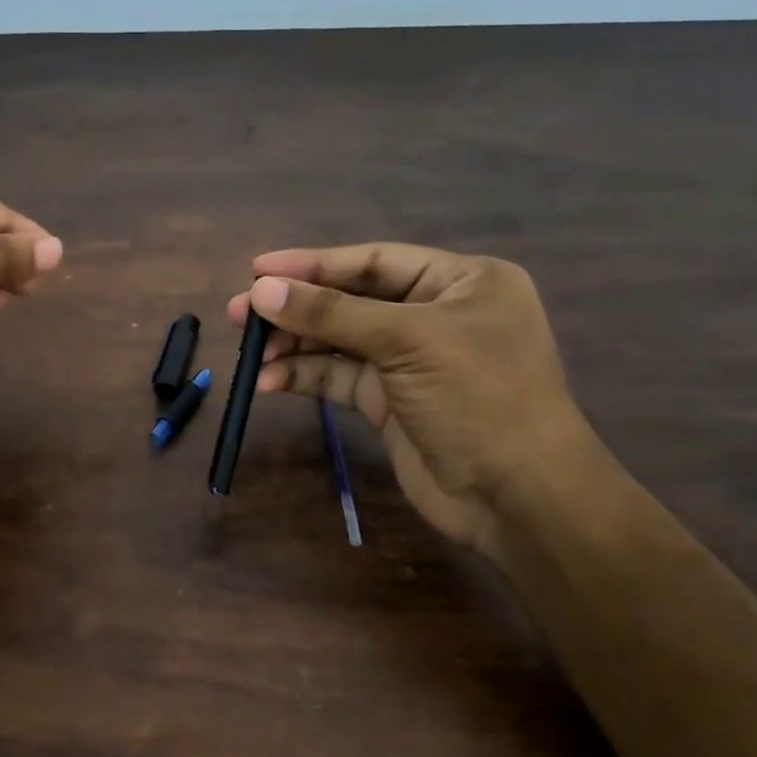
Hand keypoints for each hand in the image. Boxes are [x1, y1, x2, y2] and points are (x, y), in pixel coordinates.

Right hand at [227, 244, 593, 556]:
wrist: (517, 495)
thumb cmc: (478, 397)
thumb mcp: (407, 342)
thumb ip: (332, 314)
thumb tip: (261, 290)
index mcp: (460, 281)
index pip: (374, 261)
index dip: (313, 264)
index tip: (258, 270)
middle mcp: (435, 314)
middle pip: (350, 300)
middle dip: (296, 307)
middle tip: (239, 312)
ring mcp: (411, 361)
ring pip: (339, 341)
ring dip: (294, 345)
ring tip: (249, 351)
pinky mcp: (390, 401)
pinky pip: (338, 378)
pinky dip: (304, 377)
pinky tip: (268, 381)